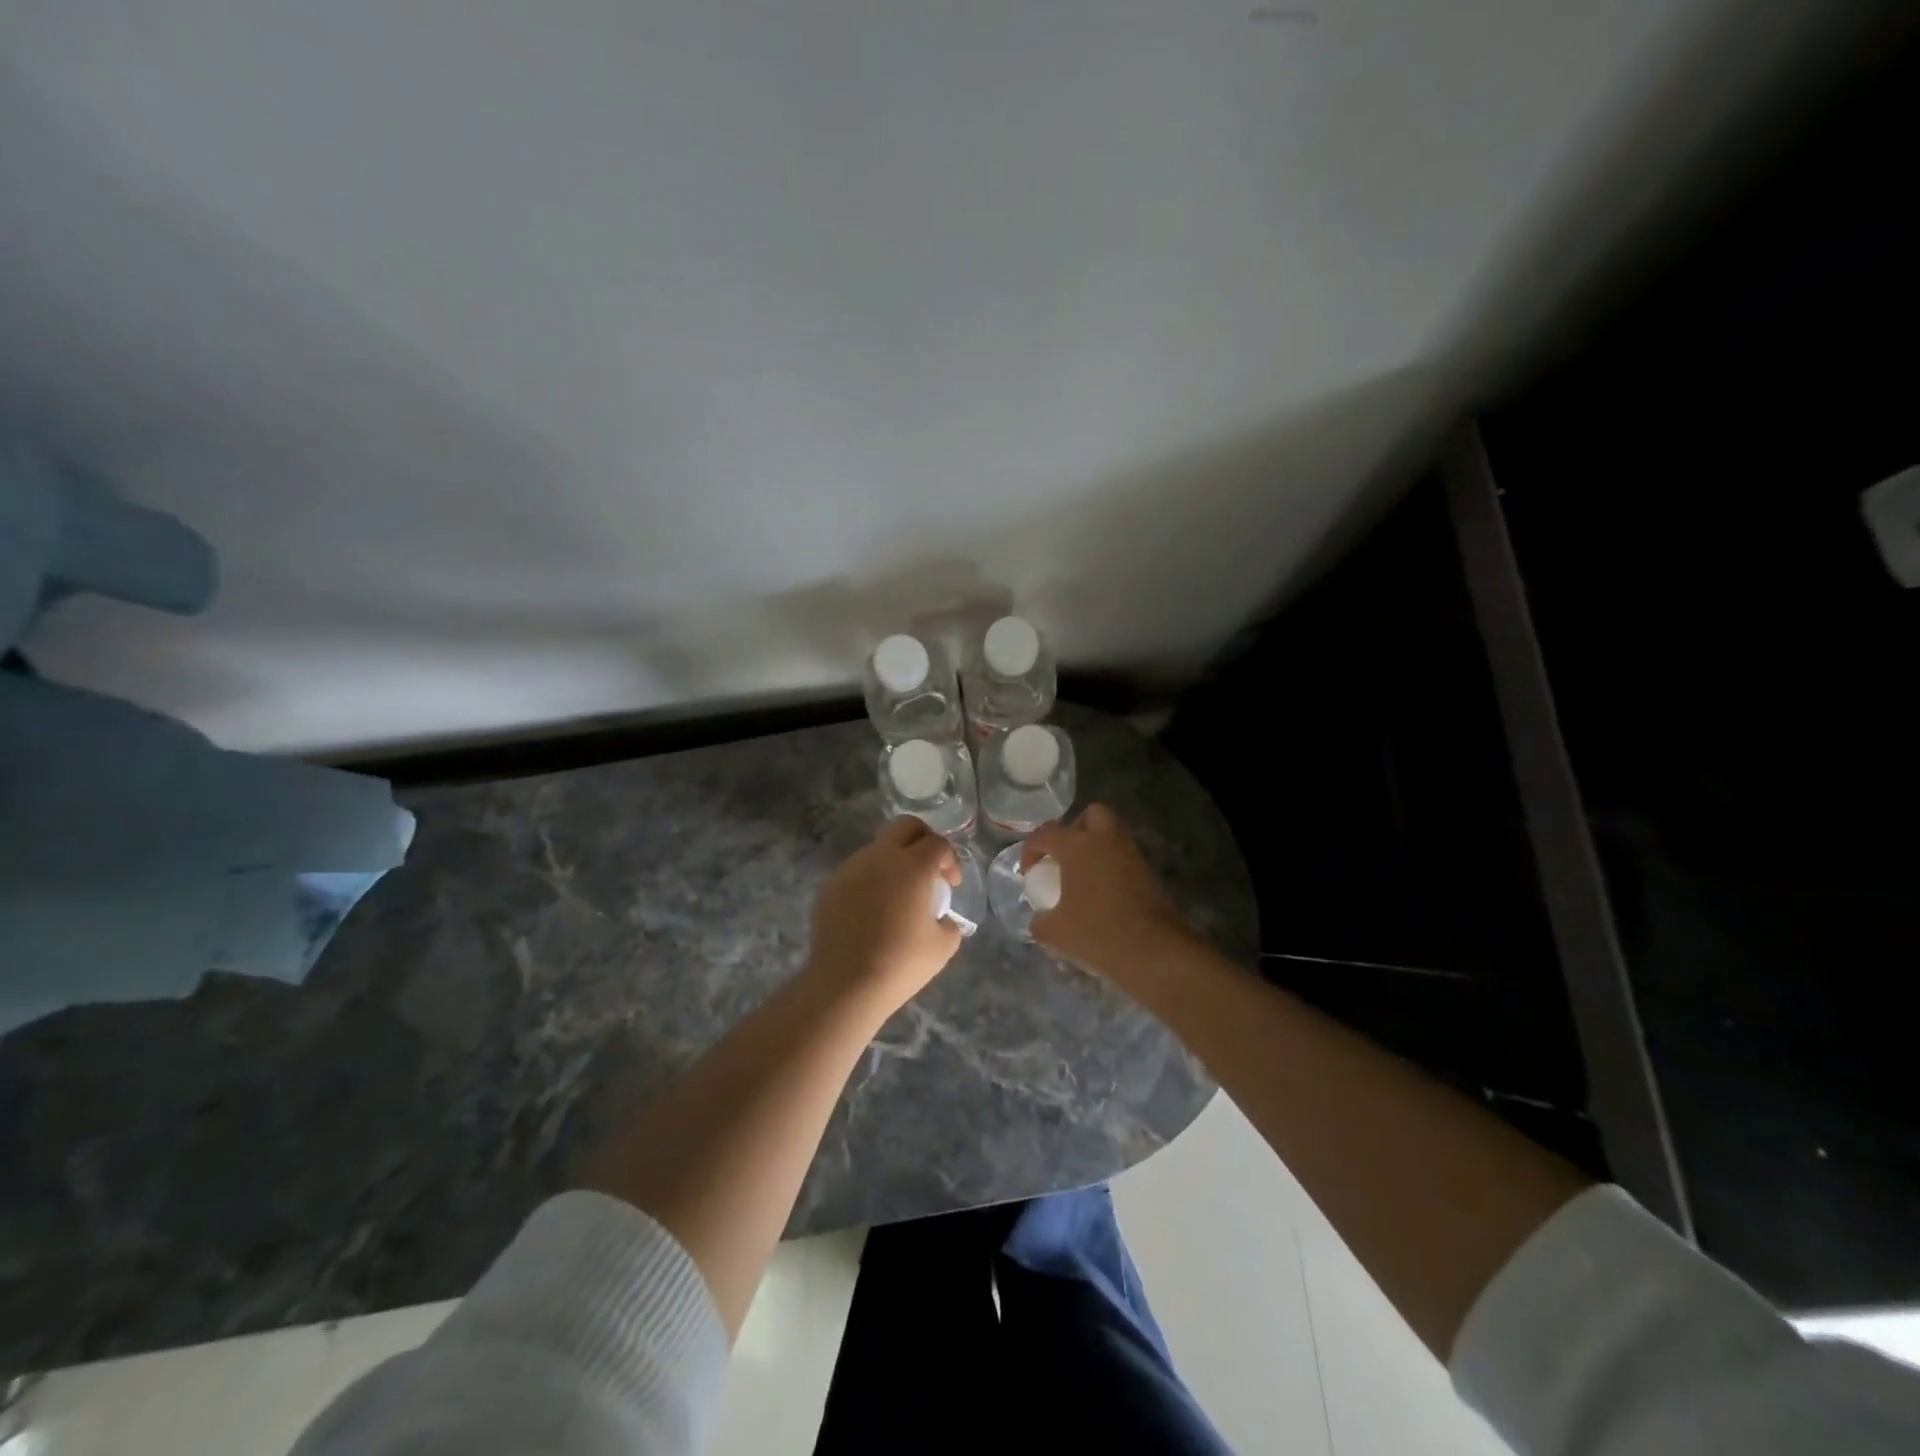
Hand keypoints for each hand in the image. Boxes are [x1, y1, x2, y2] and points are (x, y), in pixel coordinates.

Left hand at [808, 817, 963, 1012]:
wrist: (845, 983)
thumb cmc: (900, 963)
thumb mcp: (943, 947)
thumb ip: (949, 923)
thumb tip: (941, 917)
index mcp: (913, 866)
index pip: (938, 844)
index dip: (950, 861)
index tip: (951, 885)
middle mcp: (881, 857)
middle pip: (906, 826)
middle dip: (923, 839)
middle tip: (929, 868)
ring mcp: (851, 868)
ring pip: (878, 848)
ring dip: (894, 861)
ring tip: (899, 895)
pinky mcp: (831, 885)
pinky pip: (857, 872)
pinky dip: (871, 881)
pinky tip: (872, 912)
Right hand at [1021, 805, 1196, 983]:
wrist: (1154, 952)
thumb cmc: (1097, 934)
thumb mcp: (1054, 932)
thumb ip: (1039, 921)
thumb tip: (1040, 919)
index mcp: (1078, 846)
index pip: (1046, 835)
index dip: (1031, 851)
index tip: (1029, 874)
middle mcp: (1106, 841)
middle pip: (1091, 815)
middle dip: (1075, 829)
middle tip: (1064, 857)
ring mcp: (1132, 855)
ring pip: (1112, 835)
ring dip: (1096, 848)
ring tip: (1083, 878)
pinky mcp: (1150, 874)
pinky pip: (1124, 859)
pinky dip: (1112, 867)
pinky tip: (1103, 895)